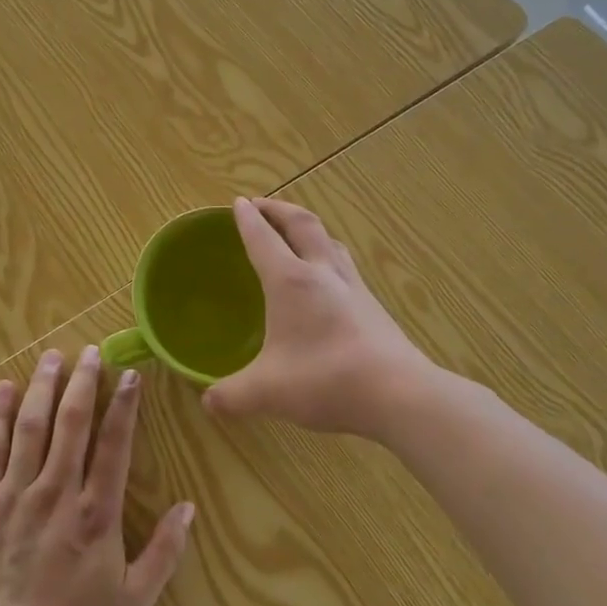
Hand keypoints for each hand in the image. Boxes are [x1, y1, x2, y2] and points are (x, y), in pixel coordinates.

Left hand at [0, 346, 194, 605]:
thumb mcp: (134, 603)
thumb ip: (164, 553)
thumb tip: (190, 507)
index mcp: (97, 513)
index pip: (114, 445)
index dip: (125, 406)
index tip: (130, 375)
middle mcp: (57, 492)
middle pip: (72, 423)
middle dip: (83, 383)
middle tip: (89, 351)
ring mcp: (16, 494)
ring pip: (32, 427)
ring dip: (44, 387)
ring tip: (52, 356)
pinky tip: (4, 389)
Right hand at [203, 198, 436, 439]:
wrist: (398, 393)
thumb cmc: (325, 380)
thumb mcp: (267, 392)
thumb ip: (232, 395)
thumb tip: (208, 402)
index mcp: (290, 281)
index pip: (263, 238)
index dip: (248, 219)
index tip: (237, 203)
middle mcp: (322, 272)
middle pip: (302, 224)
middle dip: (278, 209)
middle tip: (261, 205)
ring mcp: (353, 286)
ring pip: (330, 241)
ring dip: (308, 228)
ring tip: (295, 233)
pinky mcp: (373, 305)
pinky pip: (345, 265)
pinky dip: (328, 255)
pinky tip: (327, 278)